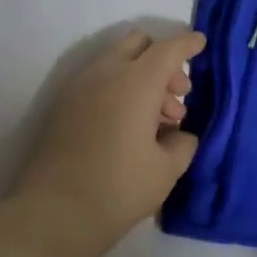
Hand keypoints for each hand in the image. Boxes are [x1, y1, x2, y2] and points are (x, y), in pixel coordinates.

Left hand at [9, 28, 204, 256]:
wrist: (54, 214)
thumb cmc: (119, 189)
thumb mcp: (167, 170)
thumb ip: (183, 142)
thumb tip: (180, 134)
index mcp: (135, 83)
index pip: (167, 49)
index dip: (188, 44)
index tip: (202, 43)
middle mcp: (104, 74)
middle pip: (137, 43)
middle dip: (162, 60)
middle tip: (177, 96)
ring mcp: (78, 88)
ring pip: (116, 62)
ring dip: (141, 77)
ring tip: (158, 121)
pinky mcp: (63, 106)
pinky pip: (98, 81)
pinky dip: (119, 89)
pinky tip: (130, 127)